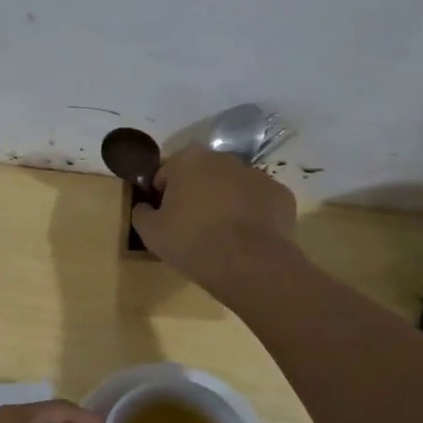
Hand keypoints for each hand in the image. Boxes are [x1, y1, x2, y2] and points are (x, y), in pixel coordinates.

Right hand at [131, 146, 298, 299]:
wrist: (250, 264)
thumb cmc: (192, 242)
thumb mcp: (150, 233)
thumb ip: (142, 213)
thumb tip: (144, 207)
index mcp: (188, 160)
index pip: (167, 172)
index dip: (163, 193)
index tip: (164, 215)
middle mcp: (224, 158)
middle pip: (202, 173)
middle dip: (196, 192)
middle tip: (192, 224)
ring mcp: (256, 175)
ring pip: (233, 185)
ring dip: (226, 201)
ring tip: (222, 234)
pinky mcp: (281, 194)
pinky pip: (259, 201)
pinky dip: (252, 214)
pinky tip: (246, 238)